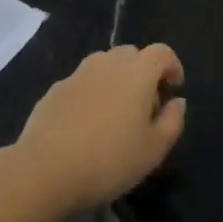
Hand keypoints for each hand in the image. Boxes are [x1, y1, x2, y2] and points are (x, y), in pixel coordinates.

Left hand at [16, 44, 186, 210]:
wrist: (46, 169)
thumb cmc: (110, 160)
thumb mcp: (154, 149)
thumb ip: (172, 121)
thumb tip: (177, 102)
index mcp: (137, 73)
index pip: (161, 52)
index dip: (172, 66)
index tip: (173, 89)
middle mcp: (107, 64)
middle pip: (131, 53)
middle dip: (143, 71)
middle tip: (145, 103)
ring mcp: (77, 74)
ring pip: (103, 63)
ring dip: (116, 78)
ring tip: (116, 112)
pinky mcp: (55, 89)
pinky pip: (82, 81)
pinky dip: (92, 91)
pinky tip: (87, 122)